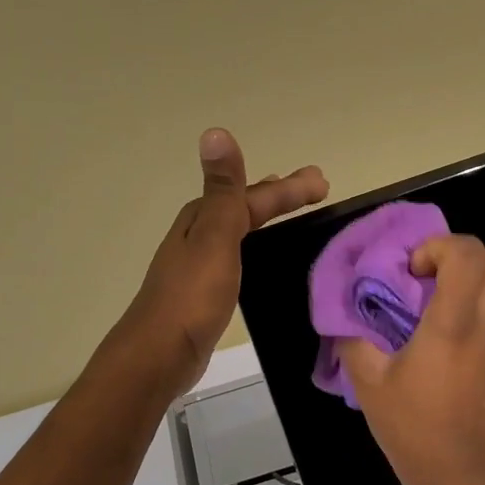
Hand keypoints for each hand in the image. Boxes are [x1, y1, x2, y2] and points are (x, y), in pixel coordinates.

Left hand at [117, 129, 327, 397]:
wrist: (161, 353)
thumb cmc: (192, 295)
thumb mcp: (214, 237)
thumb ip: (223, 190)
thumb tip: (215, 132)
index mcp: (202, 219)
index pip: (253, 195)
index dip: (288, 188)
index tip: (323, 183)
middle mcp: (198, 235)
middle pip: (244, 207)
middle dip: (279, 196)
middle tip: (315, 189)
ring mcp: (199, 264)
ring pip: (240, 230)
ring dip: (265, 218)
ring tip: (290, 214)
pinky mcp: (203, 291)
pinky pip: (237, 256)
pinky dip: (254, 247)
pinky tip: (260, 259)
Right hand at [341, 234, 484, 484]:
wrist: (461, 477)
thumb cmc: (413, 429)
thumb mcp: (369, 384)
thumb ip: (354, 341)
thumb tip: (346, 318)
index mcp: (454, 324)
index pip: (468, 254)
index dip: (439, 247)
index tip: (411, 272)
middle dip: (462, 255)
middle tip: (427, 278)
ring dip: (467, 283)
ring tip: (428, 310)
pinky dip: (471, 310)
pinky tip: (439, 342)